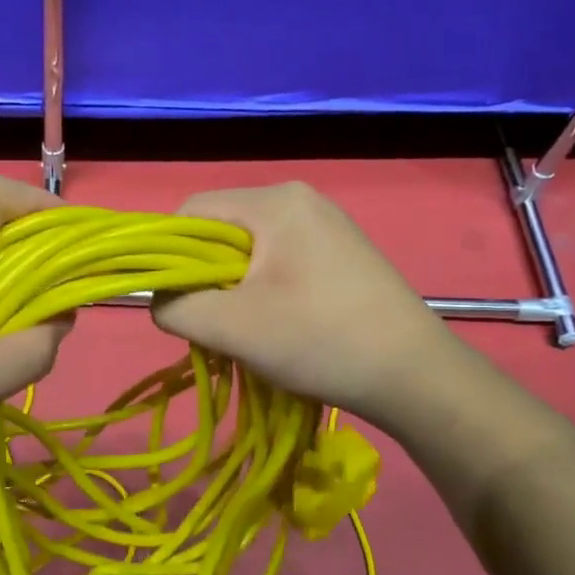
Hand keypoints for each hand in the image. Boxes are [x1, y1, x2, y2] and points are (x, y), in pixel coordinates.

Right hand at [152, 183, 455, 428]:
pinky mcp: (341, 253)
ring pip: (249, 251)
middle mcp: (300, 199)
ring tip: (247, 330)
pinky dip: (263, 291)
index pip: (192, 212)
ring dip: (233, 290)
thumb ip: (176, 307)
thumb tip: (161, 300)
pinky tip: (279, 325)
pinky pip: (279, 262)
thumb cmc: (319, 340)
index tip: (176, 303)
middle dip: (204, 277)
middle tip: (214, 323)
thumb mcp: (231, 327)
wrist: (414, 375)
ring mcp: (326, 225)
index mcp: (275, 201)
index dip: (168, 255)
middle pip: (221, 231)